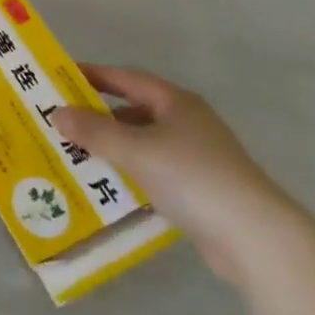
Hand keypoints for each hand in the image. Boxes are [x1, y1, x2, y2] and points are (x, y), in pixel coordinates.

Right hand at [52, 65, 300, 284]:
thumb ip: (94, 130)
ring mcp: (197, 158)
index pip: (126, 78)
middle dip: (98, 115)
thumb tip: (57, 113)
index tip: (59, 77)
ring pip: (143, 143)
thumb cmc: (193, 177)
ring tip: (75, 153)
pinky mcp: (201, 190)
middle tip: (61, 120)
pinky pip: (153, 171)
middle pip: (133, 111)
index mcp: (176, 102)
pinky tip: (108, 185)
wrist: (257, 239)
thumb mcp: (135, 149)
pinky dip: (130, 173)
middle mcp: (188, 123)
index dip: (93, 75)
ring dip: (112, 147)